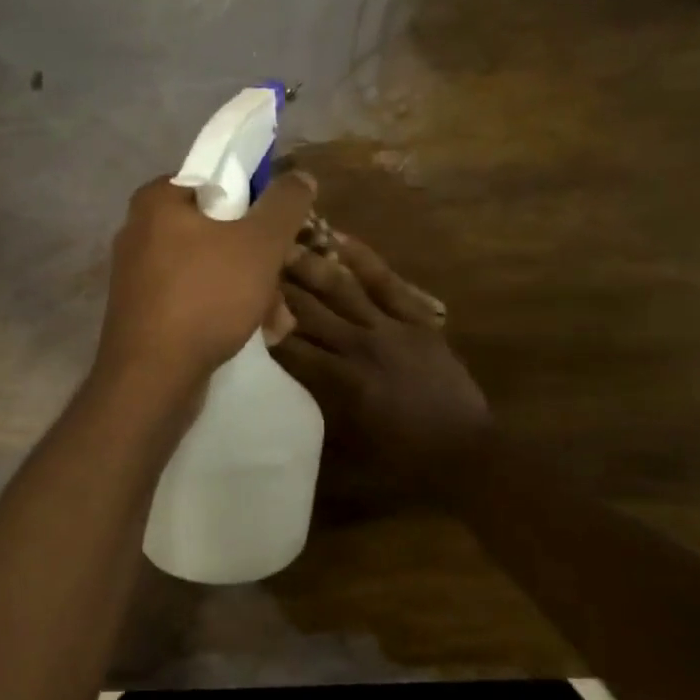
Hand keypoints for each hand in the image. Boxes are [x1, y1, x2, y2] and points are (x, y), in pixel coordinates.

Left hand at [95, 172, 316, 392]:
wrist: (151, 379)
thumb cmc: (205, 297)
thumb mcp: (259, 244)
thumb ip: (284, 204)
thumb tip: (300, 176)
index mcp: (158, 199)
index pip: (218, 179)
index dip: (258, 201)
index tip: (281, 231)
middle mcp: (142, 230)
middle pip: (220, 229)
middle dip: (262, 261)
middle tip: (283, 284)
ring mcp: (140, 274)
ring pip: (213, 268)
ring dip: (253, 291)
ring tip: (276, 322)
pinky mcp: (145, 311)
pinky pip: (196, 297)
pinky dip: (226, 311)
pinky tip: (256, 336)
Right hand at [272, 232, 493, 488]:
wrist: (466, 453)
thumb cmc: (401, 461)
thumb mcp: (346, 452)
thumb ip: (310, 418)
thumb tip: (274, 400)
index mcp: (340, 382)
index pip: (288, 347)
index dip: (259, 325)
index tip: (234, 304)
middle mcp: (358, 347)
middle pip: (308, 310)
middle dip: (276, 286)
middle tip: (247, 260)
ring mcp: (390, 328)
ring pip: (342, 288)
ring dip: (310, 265)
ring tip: (283, 243)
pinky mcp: (416, 320)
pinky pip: (386, 282)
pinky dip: (363, 259)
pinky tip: (340, 238)